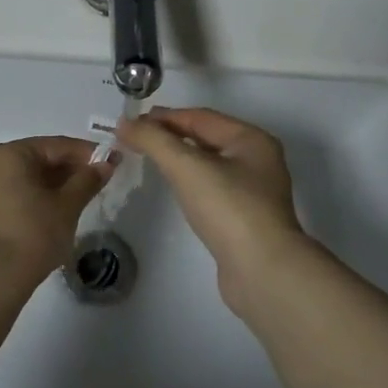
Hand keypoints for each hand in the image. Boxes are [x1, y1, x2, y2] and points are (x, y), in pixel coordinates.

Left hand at [0, 136, 114, 287]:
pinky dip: (31, 198)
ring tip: (75, 200)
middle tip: (95, 183)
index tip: (110, 163)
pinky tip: (49, 213)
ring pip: (22, 179)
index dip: (86, 153)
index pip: (56, 145)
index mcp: (10, 153)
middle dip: (67, 170)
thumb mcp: (68, 205)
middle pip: (36, 159)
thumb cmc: (33, 233)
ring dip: (50, 185)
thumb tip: (106, 164)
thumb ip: (88, 180)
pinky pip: (9, 195)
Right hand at [118, 108, 311, 315]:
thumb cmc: (228, 208)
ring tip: (149, 159)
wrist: (262, 271)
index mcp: (251, 140)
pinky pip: (211, 188)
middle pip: (206, 138)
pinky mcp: (245, 218)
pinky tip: (174, 188)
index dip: (164, 116)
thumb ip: (154, 141)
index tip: (131, 122)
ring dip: (179, 158)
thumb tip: (125, 123)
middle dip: (170, 135)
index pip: (200, 117)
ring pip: (209, 163)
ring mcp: (254, 191)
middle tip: (135, 139)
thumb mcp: (187, 167)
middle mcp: (257, 160)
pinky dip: (189, 181)